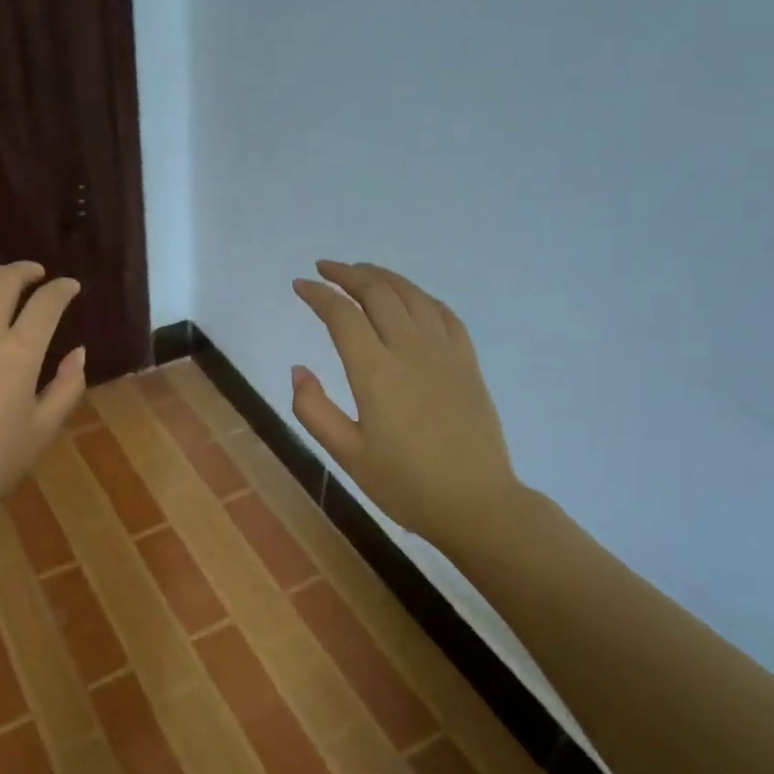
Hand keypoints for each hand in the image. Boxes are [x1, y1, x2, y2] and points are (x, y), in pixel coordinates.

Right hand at [291, 261, 520, 552]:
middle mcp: (410, 350)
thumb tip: (298, 369)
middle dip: (347, 274)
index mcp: (376, 373)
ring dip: (382, 276)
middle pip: (378, 292)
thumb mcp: (347, 455)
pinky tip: (409, 297)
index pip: (342, 316)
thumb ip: (314, 409)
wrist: (476, 503)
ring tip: (360, 272)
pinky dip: (419, 295)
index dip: (318, 295)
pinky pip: (443, 313)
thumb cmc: (405, 484)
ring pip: (411, 295)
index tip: (299, 286)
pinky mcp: (467, 362)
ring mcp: (445, 352)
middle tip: (324, 269)